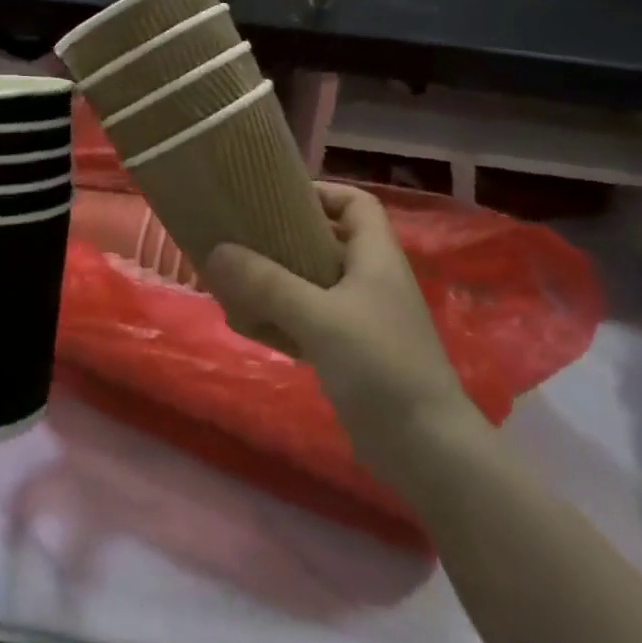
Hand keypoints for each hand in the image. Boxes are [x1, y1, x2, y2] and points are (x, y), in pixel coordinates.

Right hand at [201, 184, 479, 477]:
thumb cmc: (380, 366)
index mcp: (376, 257)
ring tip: (233, 279)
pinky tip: (248, 325)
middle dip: (284, 239)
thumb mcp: (320, 318)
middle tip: (241, 238)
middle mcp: (371, 281)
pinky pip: (310, 322)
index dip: (321, 193)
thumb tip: (216, 251)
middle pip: (327, 242)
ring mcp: (362, 319)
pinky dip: (281, 319)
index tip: (276, 198)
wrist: (425, 449)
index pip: (355, 203)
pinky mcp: (351, 353)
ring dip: (276, 282)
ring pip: (313, 284)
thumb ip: (267, 284)